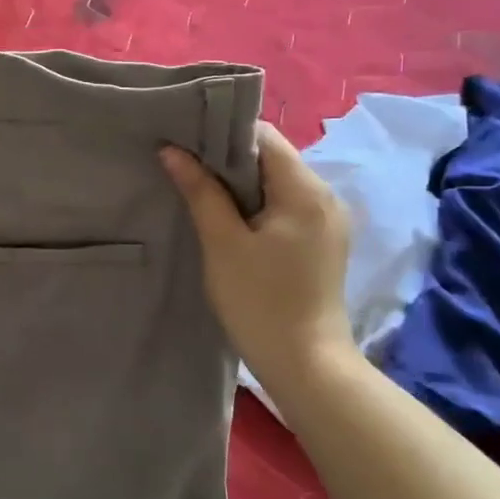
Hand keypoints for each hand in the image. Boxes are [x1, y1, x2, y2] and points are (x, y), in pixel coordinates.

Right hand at [160, 122, 356, 383]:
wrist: (305, 365)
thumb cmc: (259, 301)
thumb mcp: (222, 243)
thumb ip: (200, 191)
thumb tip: (172, 150)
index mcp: (305, 190)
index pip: (263, 137)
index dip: (222, 134)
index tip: (185, 141)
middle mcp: (325, 196)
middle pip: (272, 157)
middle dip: (228, 158)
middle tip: (184, 166)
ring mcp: (327, 221)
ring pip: (277, 182)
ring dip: (240, 183)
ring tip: (200, 191)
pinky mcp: (322, 243)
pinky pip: (286, 206)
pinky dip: (256, 204)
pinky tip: (229, 220)